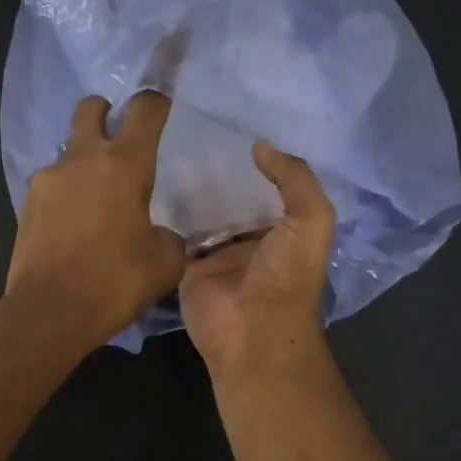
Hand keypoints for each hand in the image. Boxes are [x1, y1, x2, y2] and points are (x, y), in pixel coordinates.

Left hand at [3, 92, 186, 352]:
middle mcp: (82, 159)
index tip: (163, 106)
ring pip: (70, 149)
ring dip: (85, 161)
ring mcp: (48, 178)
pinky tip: (74, 225)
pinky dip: (67, 192)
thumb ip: (170, 238)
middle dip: (107, 113)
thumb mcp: (164, 264)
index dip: (157, 100)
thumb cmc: (114, 283)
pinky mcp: (27, 202)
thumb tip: (160, 234)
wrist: (47, 313)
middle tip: (121, 142)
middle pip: (92, 108)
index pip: (145, 109)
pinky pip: (53, 183)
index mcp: (124, 164)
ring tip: (97, 201)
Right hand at [179, 142, 335, 376]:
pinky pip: (174, 235)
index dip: (257, 164)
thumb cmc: (286, 277)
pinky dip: (165, 215)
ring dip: (188, 190)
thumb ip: (295, 180)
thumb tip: (262, 146)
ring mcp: (215, 255)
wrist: (251, 333)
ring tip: (167, 147)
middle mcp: (249, 242)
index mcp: (283, 232)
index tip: (234, 127)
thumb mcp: (310, 222)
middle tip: (191, 131)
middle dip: (217, 173)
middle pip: (231, 201)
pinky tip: (150, 183)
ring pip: (200, 215)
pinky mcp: (185, 267)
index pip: (269, 190)